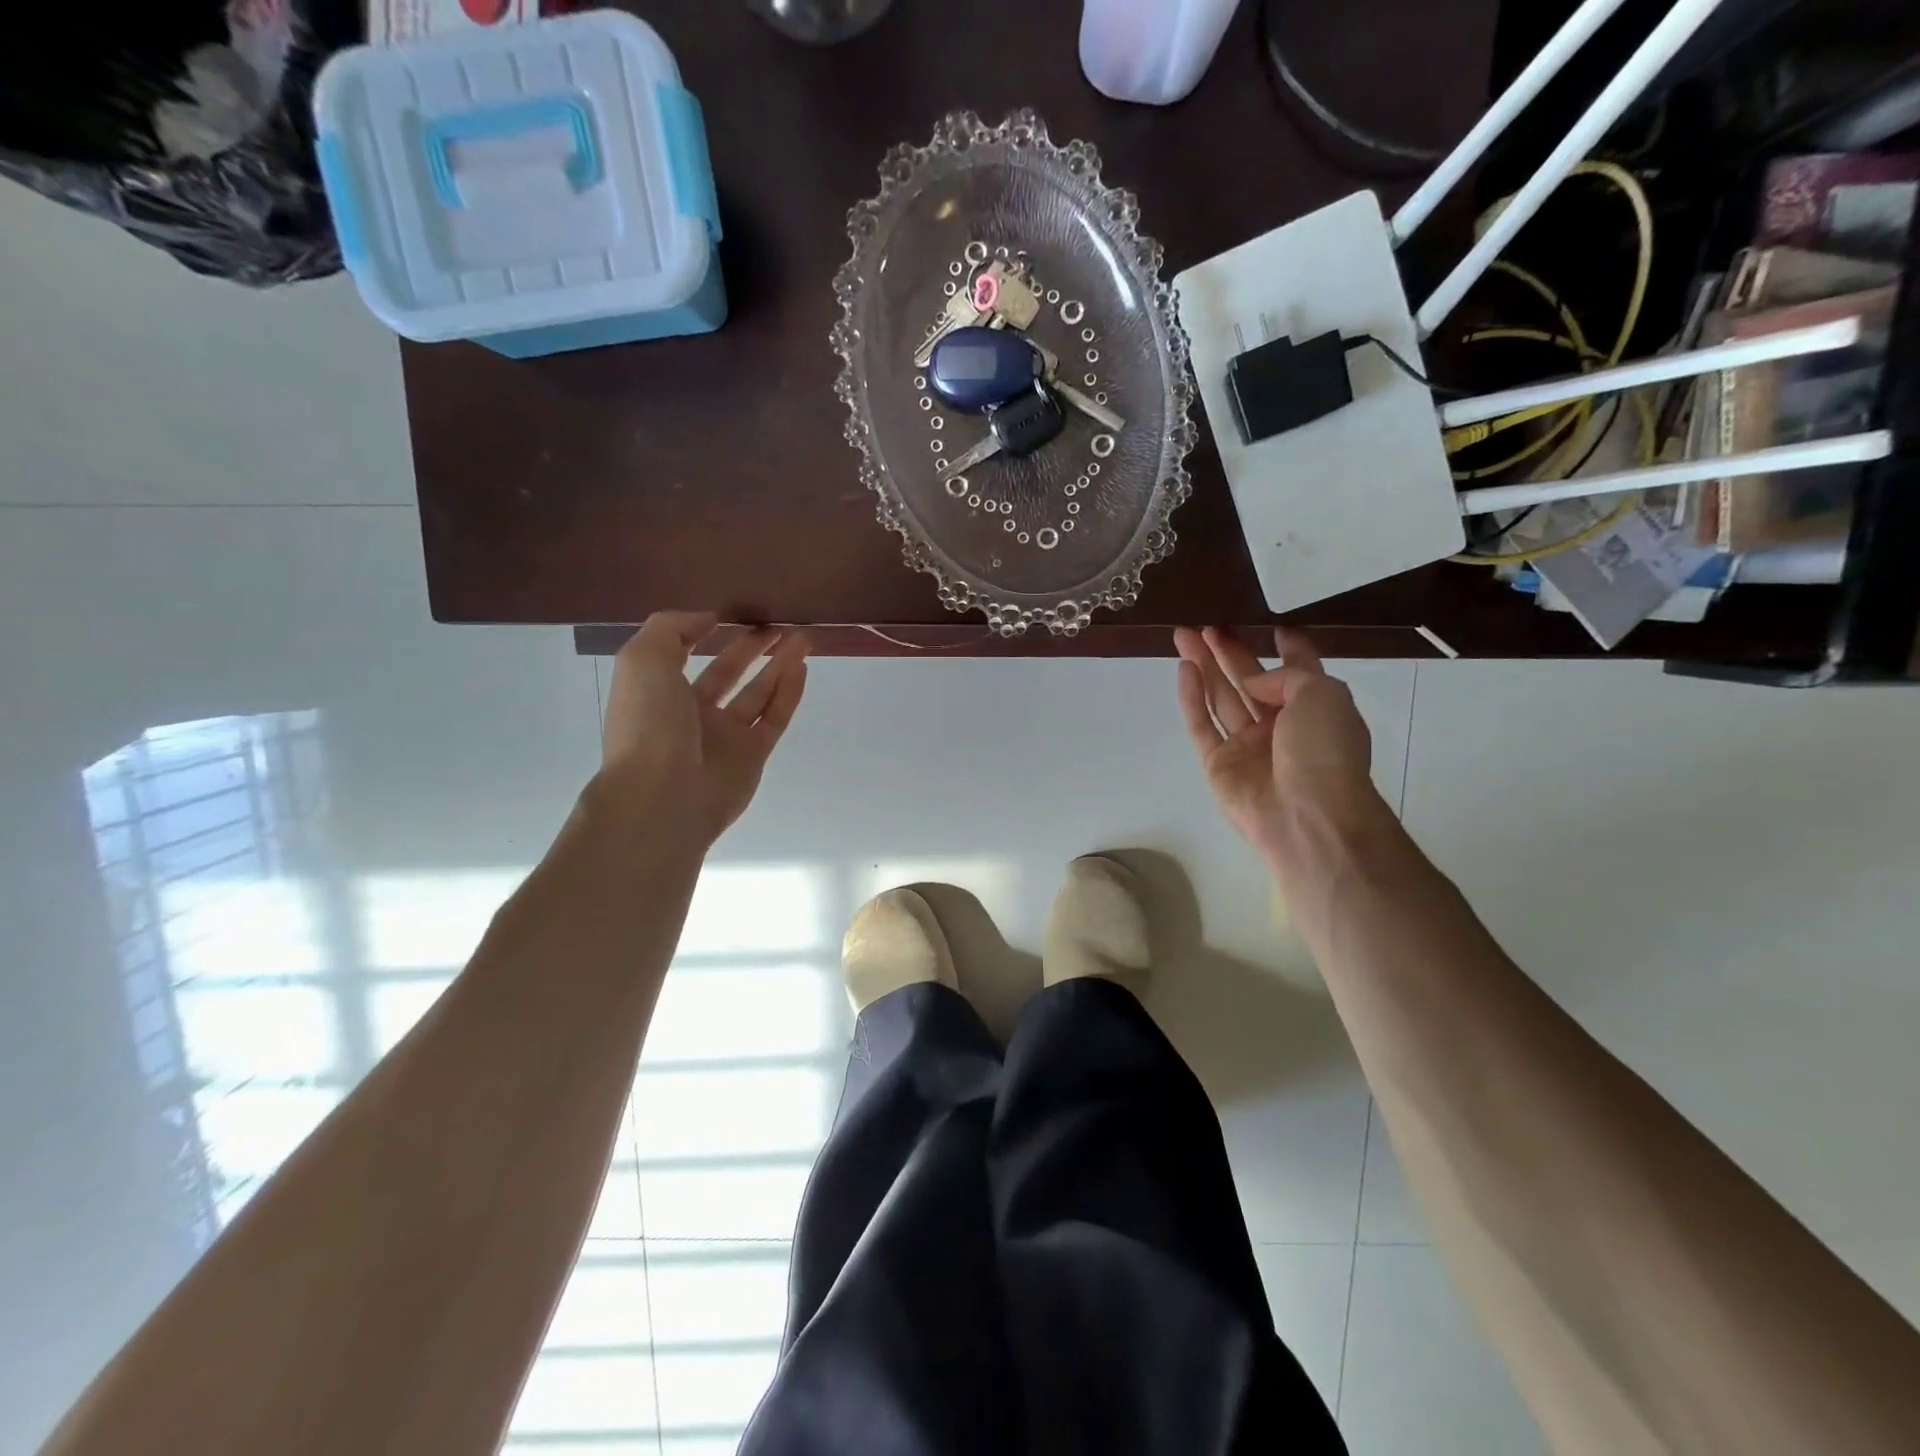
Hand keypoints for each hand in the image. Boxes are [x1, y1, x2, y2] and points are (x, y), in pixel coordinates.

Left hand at [601, 612, 809, 845]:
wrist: (663, 795)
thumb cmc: (648, 723)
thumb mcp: (642, 659)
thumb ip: (672, 628)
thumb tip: (707, 619)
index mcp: (658, 691)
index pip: (683, 654)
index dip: (705, 632)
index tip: (733, 613)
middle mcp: (691, 713)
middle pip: (727, 672)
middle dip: (751, 647)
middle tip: (778, 624)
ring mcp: (724, 737)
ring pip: (757, 693)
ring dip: (778, 665)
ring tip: (801, 638)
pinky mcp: (753, 756)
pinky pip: (774, 718)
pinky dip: (788, 693)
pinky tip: (801, 668)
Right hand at [1174, 626, 1380, 870]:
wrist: (1308, 816)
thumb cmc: (1326, 751)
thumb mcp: (1325, 694)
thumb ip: (1288, 675)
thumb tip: (1254, 682)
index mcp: (1315, 711)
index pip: (1299, 673)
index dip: (1289, 649)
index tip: (1274, 628)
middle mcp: (1280, 727)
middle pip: (1249, 681)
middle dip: (1229, 653)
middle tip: (1208, 627)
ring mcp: (1246, 746)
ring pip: (1220, 698)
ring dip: (1204, 666)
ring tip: (1184, 636)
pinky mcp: (1217, 764)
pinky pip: (1201, 725)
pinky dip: (1191, 697)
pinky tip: (1184, 668)